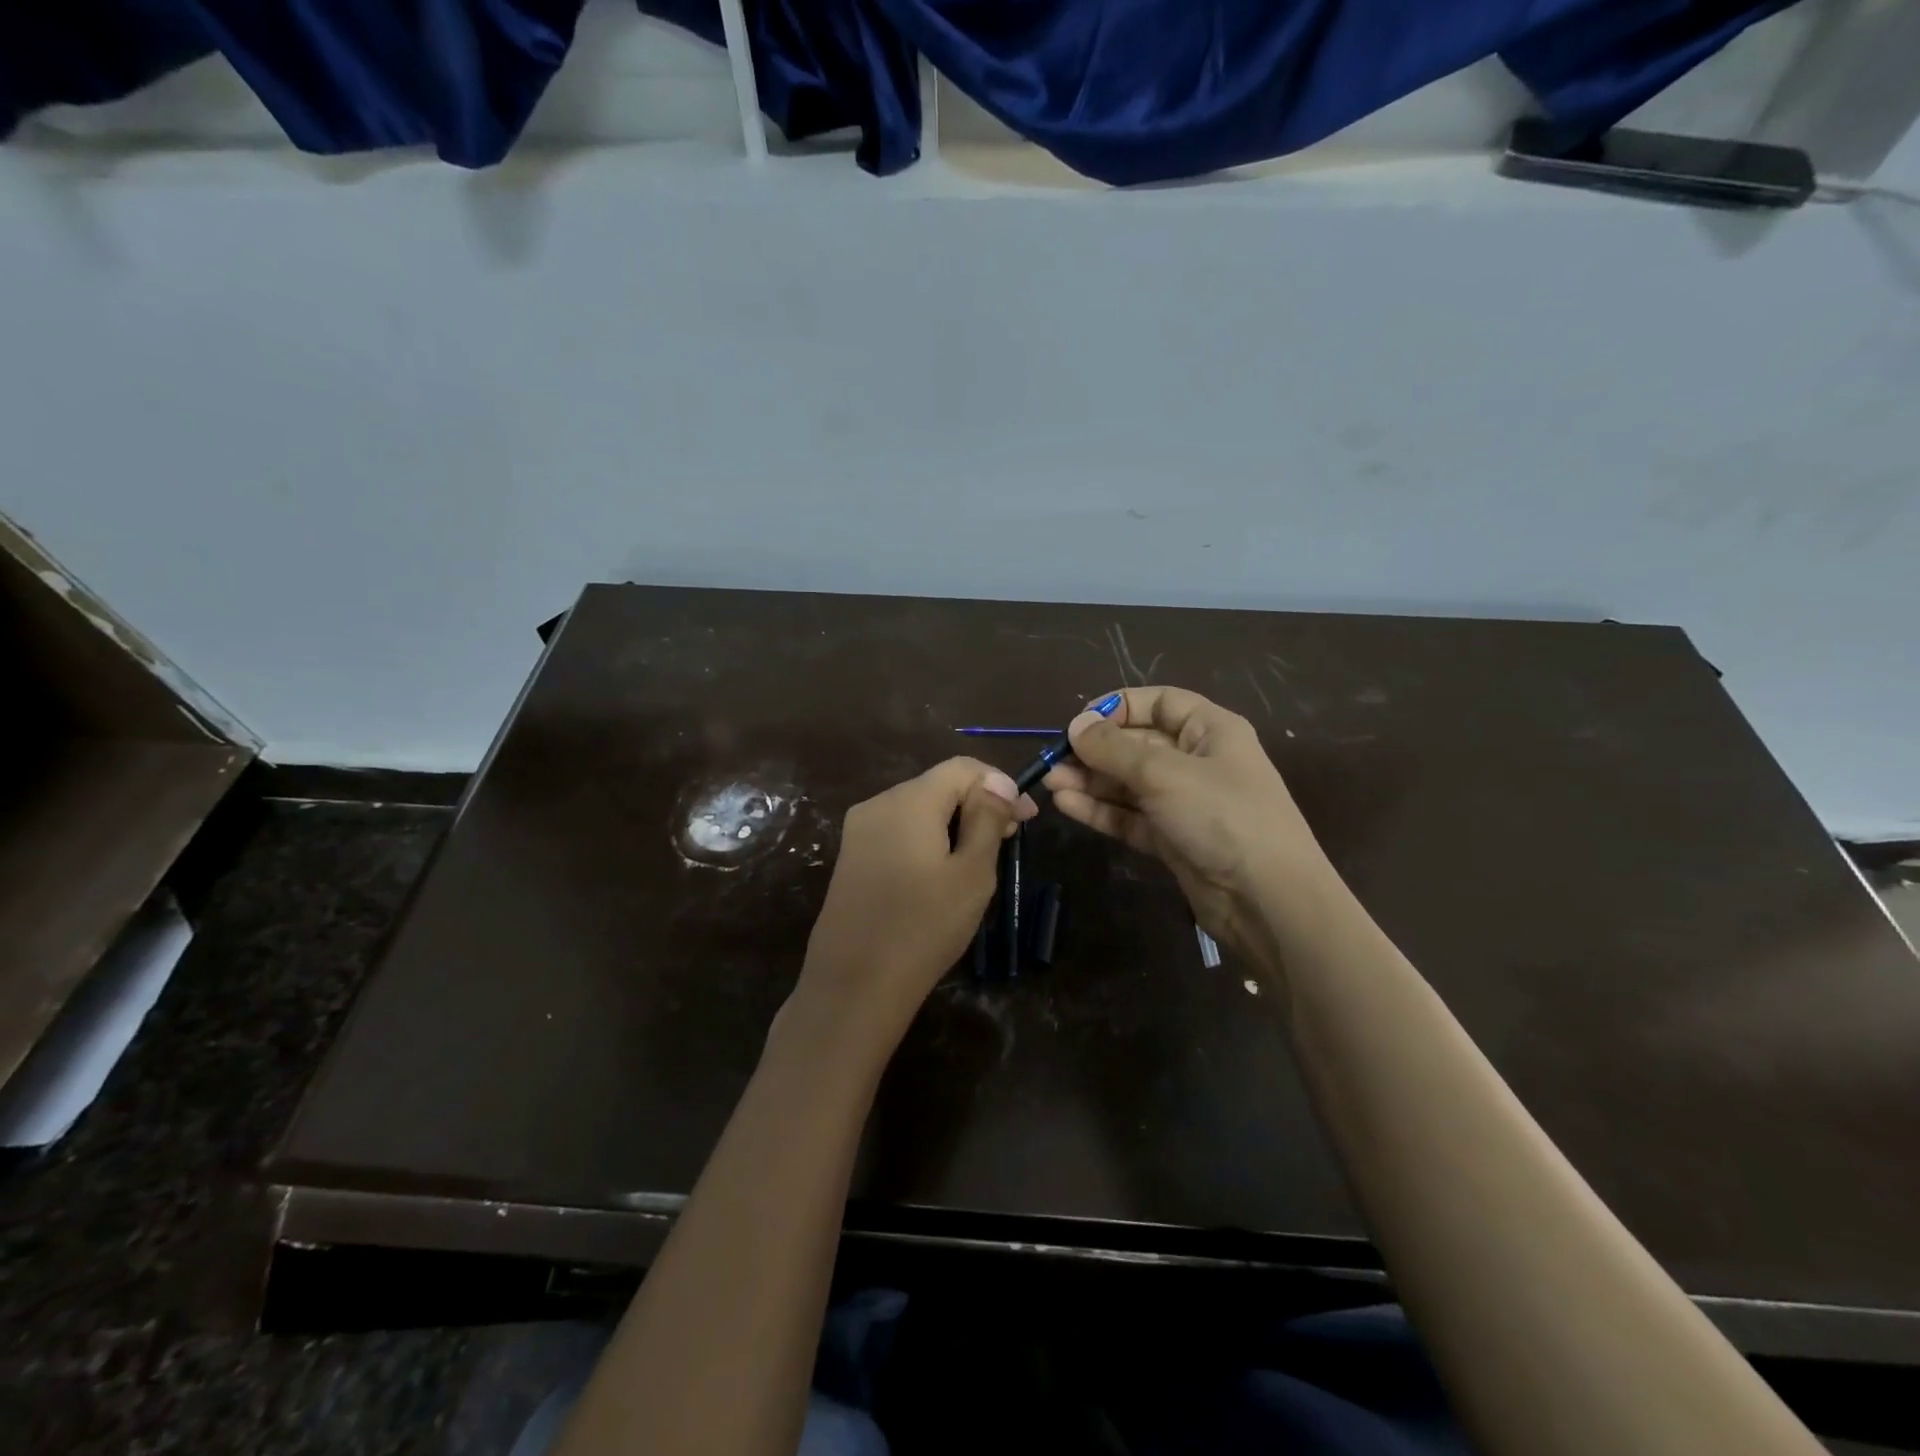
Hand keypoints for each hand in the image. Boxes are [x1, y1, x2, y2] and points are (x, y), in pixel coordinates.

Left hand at [794, 758, 1036, 1048]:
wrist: (853, 985)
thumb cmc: (923, 928)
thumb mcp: (971, 873)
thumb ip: (986, 818)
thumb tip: (997, 781)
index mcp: (908, 800)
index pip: (962, 768)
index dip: (999, 784)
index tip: (1027, 818)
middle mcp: (878, 804)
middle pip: (938, 786)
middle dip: (978, 804)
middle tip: (1011, 840)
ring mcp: (859, 831)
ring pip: (919, 809)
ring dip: (955, 823)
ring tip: (982, 858)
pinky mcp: (851, 857)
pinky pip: (899, 832)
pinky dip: (928, 839)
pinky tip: (943, 872)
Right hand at [1044, 686, 1332, 955]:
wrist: (1268, 901)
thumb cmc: (1223, 817)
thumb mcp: (1165, 774)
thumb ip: (1114, 749)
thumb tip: (1075, 725)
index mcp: (1210, 731)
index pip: (1160, 703)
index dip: (1120, 707)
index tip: (1080, 721)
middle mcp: (1196, 762)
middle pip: (1138, 745)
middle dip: (1096, 750)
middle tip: (1054, 760)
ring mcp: (1184, 803)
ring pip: (1128, 783)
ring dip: (1091, 781)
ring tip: (1051, 783)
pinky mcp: (1172, 839)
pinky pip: (1130, 816)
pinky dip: (1100, 810)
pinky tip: (1066, 805)